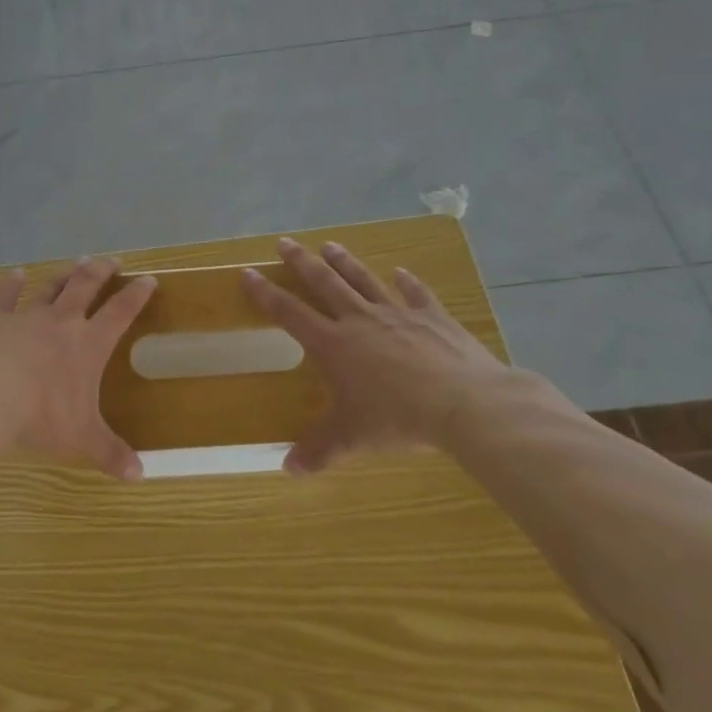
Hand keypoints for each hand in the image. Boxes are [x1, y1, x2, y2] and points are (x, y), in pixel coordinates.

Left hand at [0, 257, 156, 481]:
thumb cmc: (41, 416)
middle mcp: (61, 322)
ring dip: (65, 274)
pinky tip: (15, 274)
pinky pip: (5, 297)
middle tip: (112, 261)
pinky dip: (11, 284)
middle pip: (86, 286)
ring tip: (76, 263)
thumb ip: (109, 453)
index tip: (148, 280)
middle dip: (101, 272)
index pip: (121, 312)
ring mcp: (26, 317)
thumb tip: (140, 476)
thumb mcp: (81, 438)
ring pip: (51, 287)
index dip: (137, 295)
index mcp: (89, 344)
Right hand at [241, 237, 515, 474]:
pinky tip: (402, 272)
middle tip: (284, 241)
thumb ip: (318, 451)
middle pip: (324, 283)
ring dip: (344, 262)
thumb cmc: (397, 418)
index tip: (248, 272)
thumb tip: (288, 470)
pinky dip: (407, 282)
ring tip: (329, 245)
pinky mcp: (432, 317)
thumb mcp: (351, 439)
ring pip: (364, 280)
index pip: (289, 312)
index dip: (266, 293)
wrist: (463, 403)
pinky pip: (416, 294)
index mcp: (333, 344)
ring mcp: (397, 314)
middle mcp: (359, 320)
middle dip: (301, 262)